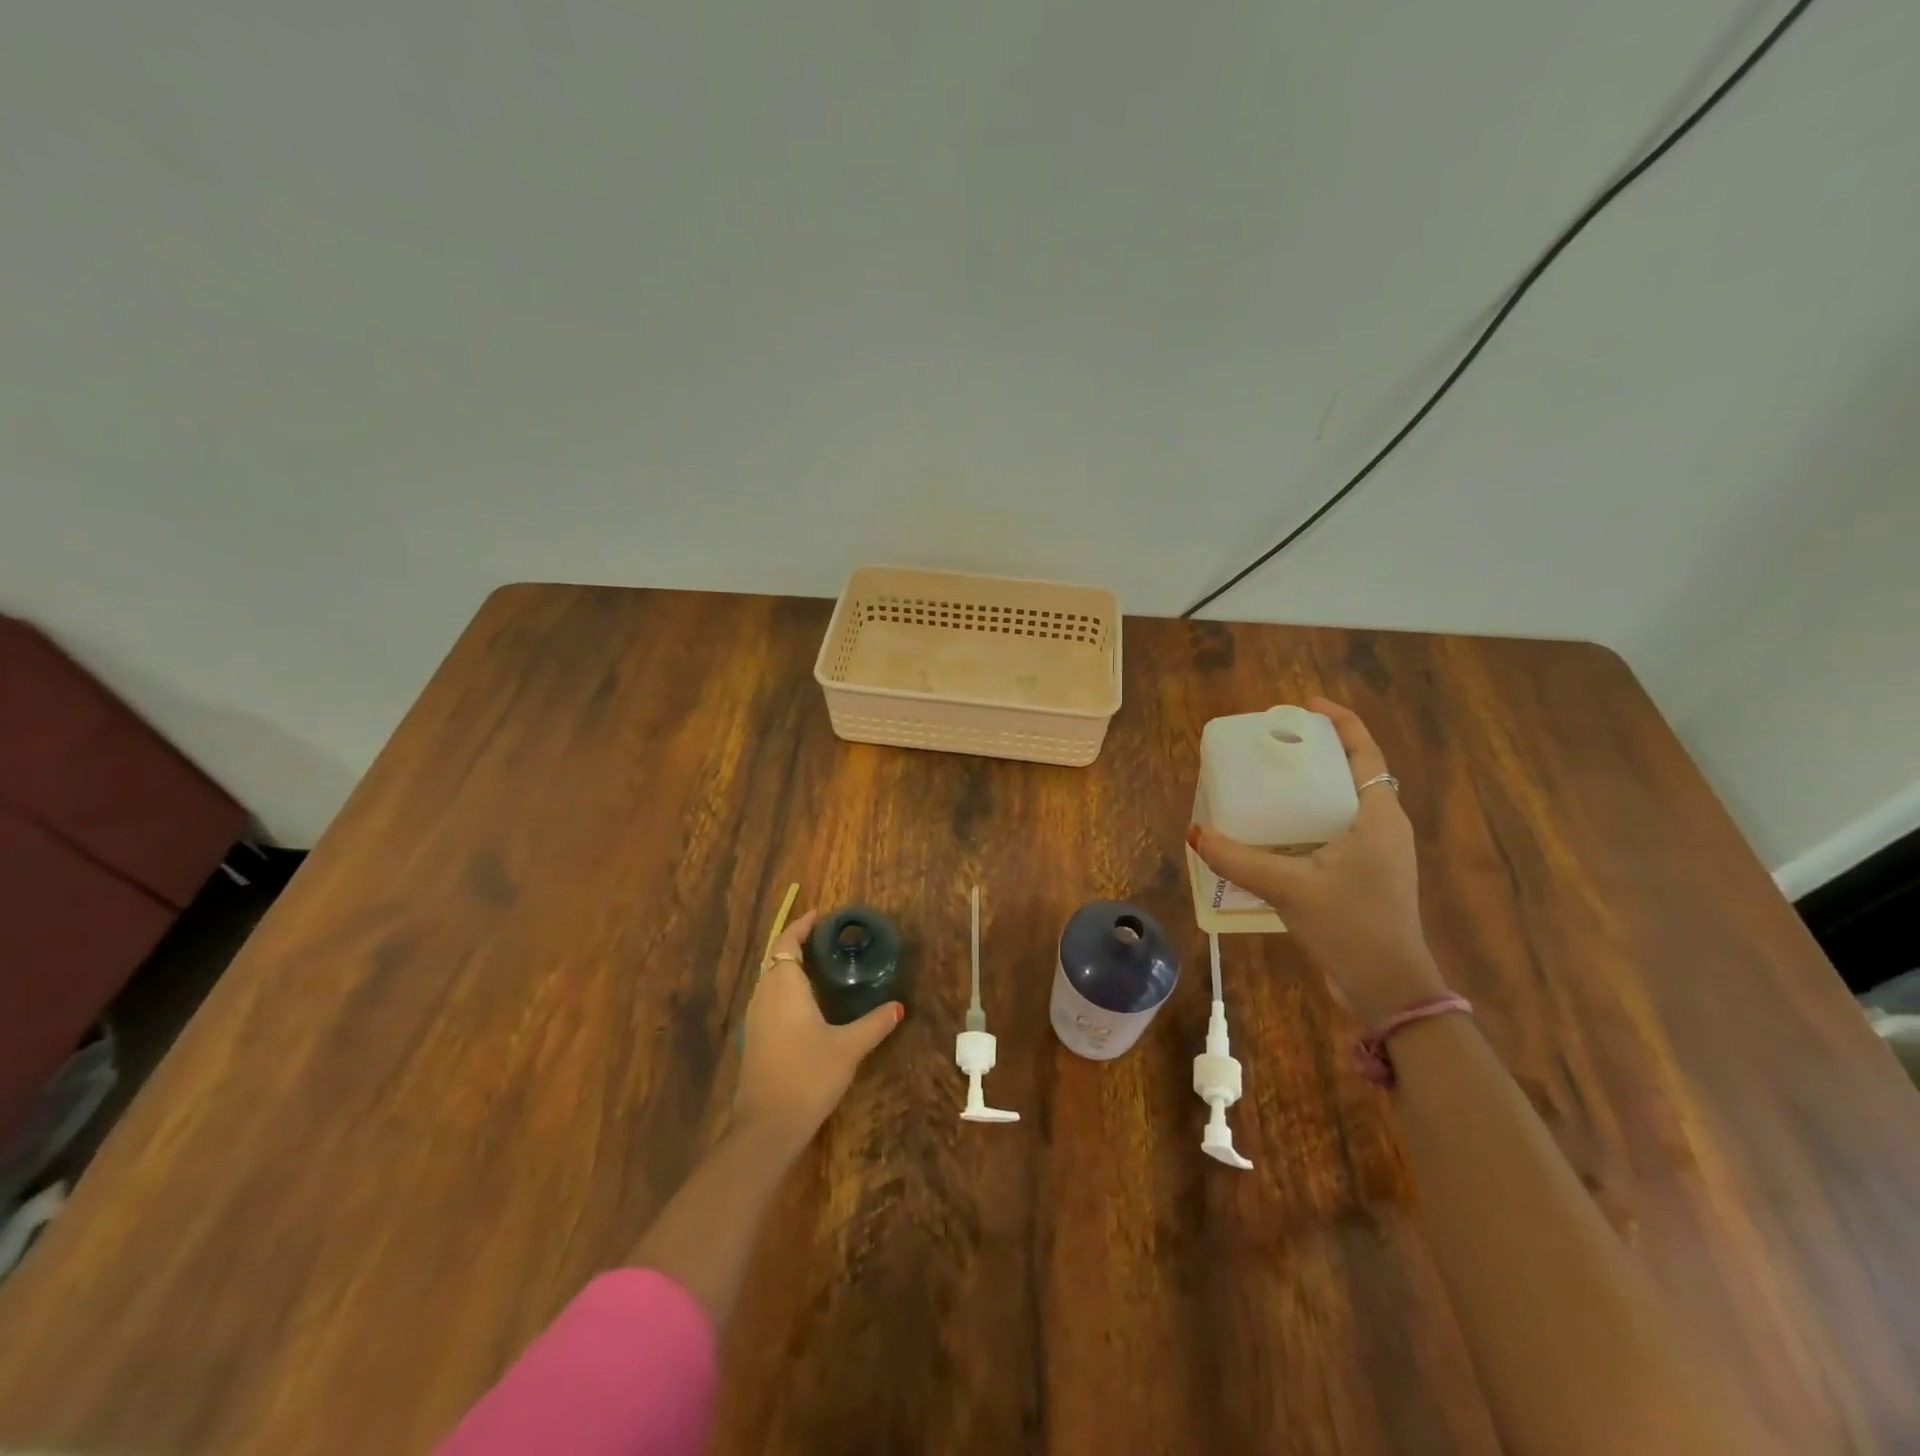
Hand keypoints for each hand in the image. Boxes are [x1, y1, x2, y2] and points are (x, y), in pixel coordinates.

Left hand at [732, 910, 902, 1153]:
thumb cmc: (808, 1075)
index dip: (801, 926)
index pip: (786, 942)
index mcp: (784, 987)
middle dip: (797, 944)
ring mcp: (755, 1019)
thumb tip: (898, 1007)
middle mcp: (764, 995)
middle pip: (776, 958)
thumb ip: (874, 1023)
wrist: (767, 1127)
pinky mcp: (755, 1040)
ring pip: (771, 980)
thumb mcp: (849, 1047)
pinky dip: (786, 989)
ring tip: (821, 966)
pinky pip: (769, 999)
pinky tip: (807, 1005)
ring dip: (790, 967)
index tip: (820, 915)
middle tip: (828, 940)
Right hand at [1189, 697, 1446, 1024]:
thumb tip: (1195, 834)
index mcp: (1379, 816)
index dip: (1340, 723)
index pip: (1366, 752)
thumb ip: (1239, 860)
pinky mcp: (1366, 875)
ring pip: (1345, 803)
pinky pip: (1337, 830)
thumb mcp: (1289, 887)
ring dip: (1313, 786)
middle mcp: (1384, 827)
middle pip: (1354, 772)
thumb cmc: (1351, 925)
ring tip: (1271, 781)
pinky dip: (1310, 818)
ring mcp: (1378, 853)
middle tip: (1276, 744)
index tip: (1305, 706)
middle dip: (1318, 752)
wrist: (1389, 987)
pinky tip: (1277, 831)